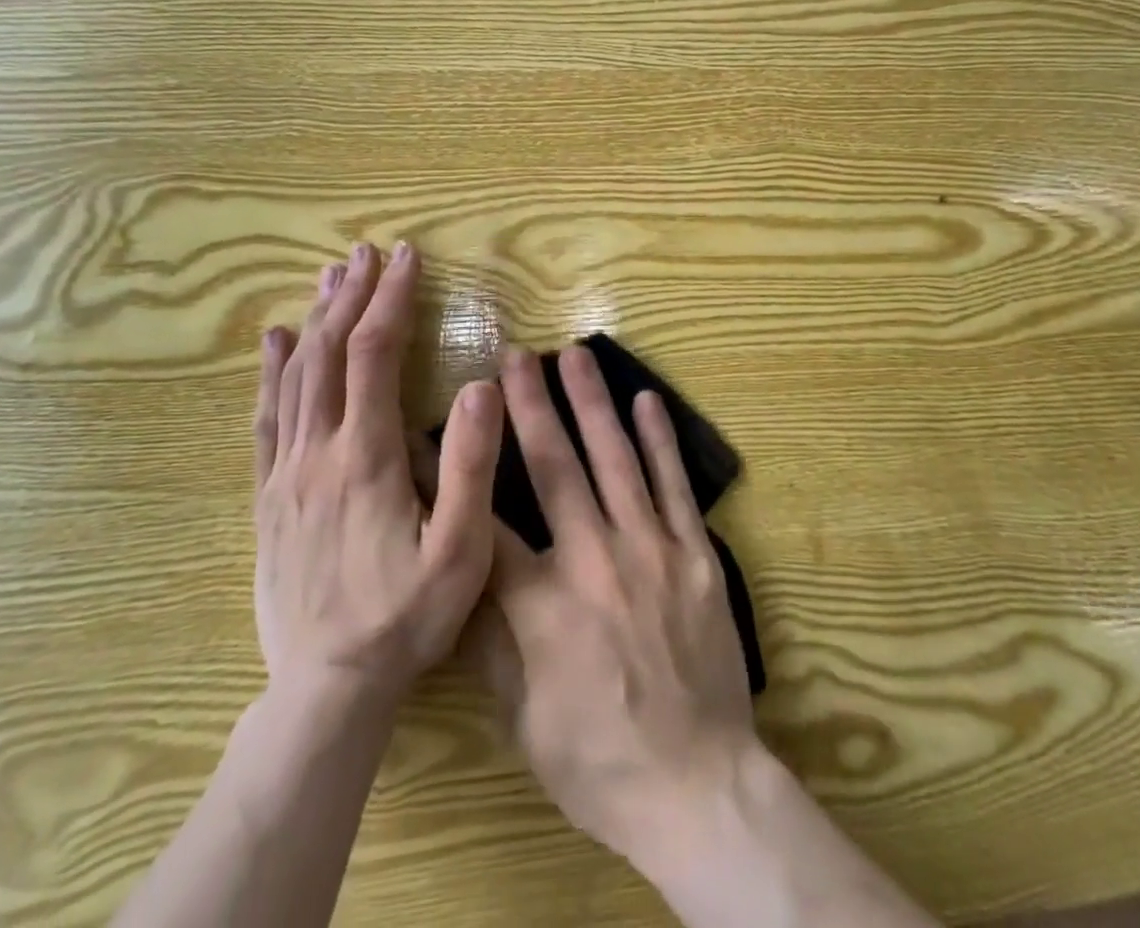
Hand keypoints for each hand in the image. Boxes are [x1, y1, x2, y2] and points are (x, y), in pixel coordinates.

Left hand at [251, 243, 503, 707]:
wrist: (327, 688)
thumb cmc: (406, 617)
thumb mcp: (460, 550)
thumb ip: (472, 467)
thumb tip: (482, 387)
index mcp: (367, 457)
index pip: (373, 355)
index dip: (390, 300)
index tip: (408, 258)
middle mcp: (318, 452)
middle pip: (328, 353)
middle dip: (351, 295)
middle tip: (369, 252)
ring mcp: (287, 474)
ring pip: (295, 377)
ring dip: (316, 320)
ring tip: (331, 276)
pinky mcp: (270, 497)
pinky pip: (265, 419)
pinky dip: (270, 372)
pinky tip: (274, 342)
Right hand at [466, 345, 756, 868]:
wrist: (696, 785)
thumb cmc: (599, 759)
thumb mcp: (523, 716)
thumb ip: (491, 642)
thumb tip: (459, 576)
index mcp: (542, 604)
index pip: (485, 522)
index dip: (457, 473)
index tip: (443, 424)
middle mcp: (594, 560)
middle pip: (555, 467)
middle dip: (531, 405)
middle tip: (517, 355)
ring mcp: (651, 550)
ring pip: (616, 460)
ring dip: (593, 403)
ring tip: (575, 356)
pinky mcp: (695, 553)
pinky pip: (675, 486)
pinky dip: (661, 440)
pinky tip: (647, 400)